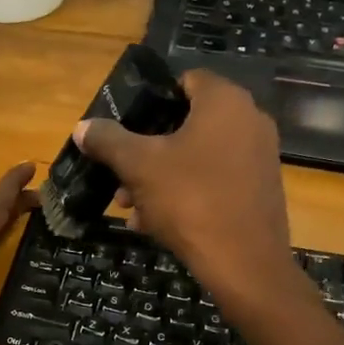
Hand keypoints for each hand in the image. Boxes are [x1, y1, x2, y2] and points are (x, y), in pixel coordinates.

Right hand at [74, 71, 299, 313]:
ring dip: (161, 178)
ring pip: (198, 158)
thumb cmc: (191, 200)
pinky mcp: (260, 191)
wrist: (244, 263)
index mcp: (225, 102)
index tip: (127, 126)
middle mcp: (249, 121)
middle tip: (121, 178)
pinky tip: (156, 224)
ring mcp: (259, 158)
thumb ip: (109, 141)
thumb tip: (83, 126)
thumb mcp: (139, 167)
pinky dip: (187, 195)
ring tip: (131, 207)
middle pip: (187, 125)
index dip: (152, 100)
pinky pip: (215, 182)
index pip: (185, 81)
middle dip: (148, 151)